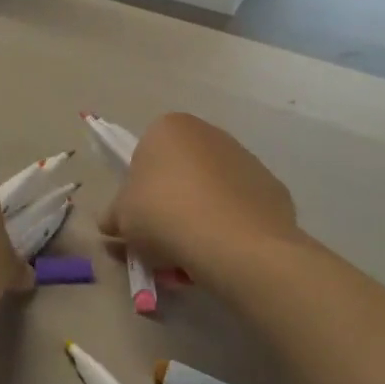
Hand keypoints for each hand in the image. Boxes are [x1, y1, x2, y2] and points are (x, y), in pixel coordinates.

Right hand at [99, 114, 299, 275]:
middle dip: (170, 202)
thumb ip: (114, 216)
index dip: (137, 192)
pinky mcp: (272, 187)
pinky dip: (229, 226)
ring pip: (211, 190)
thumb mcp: (121, 218)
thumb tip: (112, 224)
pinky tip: (222, 252)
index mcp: (168, 128)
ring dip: (199, 214)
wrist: (233, 242)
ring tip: (191, 254)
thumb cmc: (164, 215)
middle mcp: (209, 133)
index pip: (144, 157)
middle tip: (161, 240)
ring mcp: (245, 158)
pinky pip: (239, 208)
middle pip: (180, 172)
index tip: (138, 220)